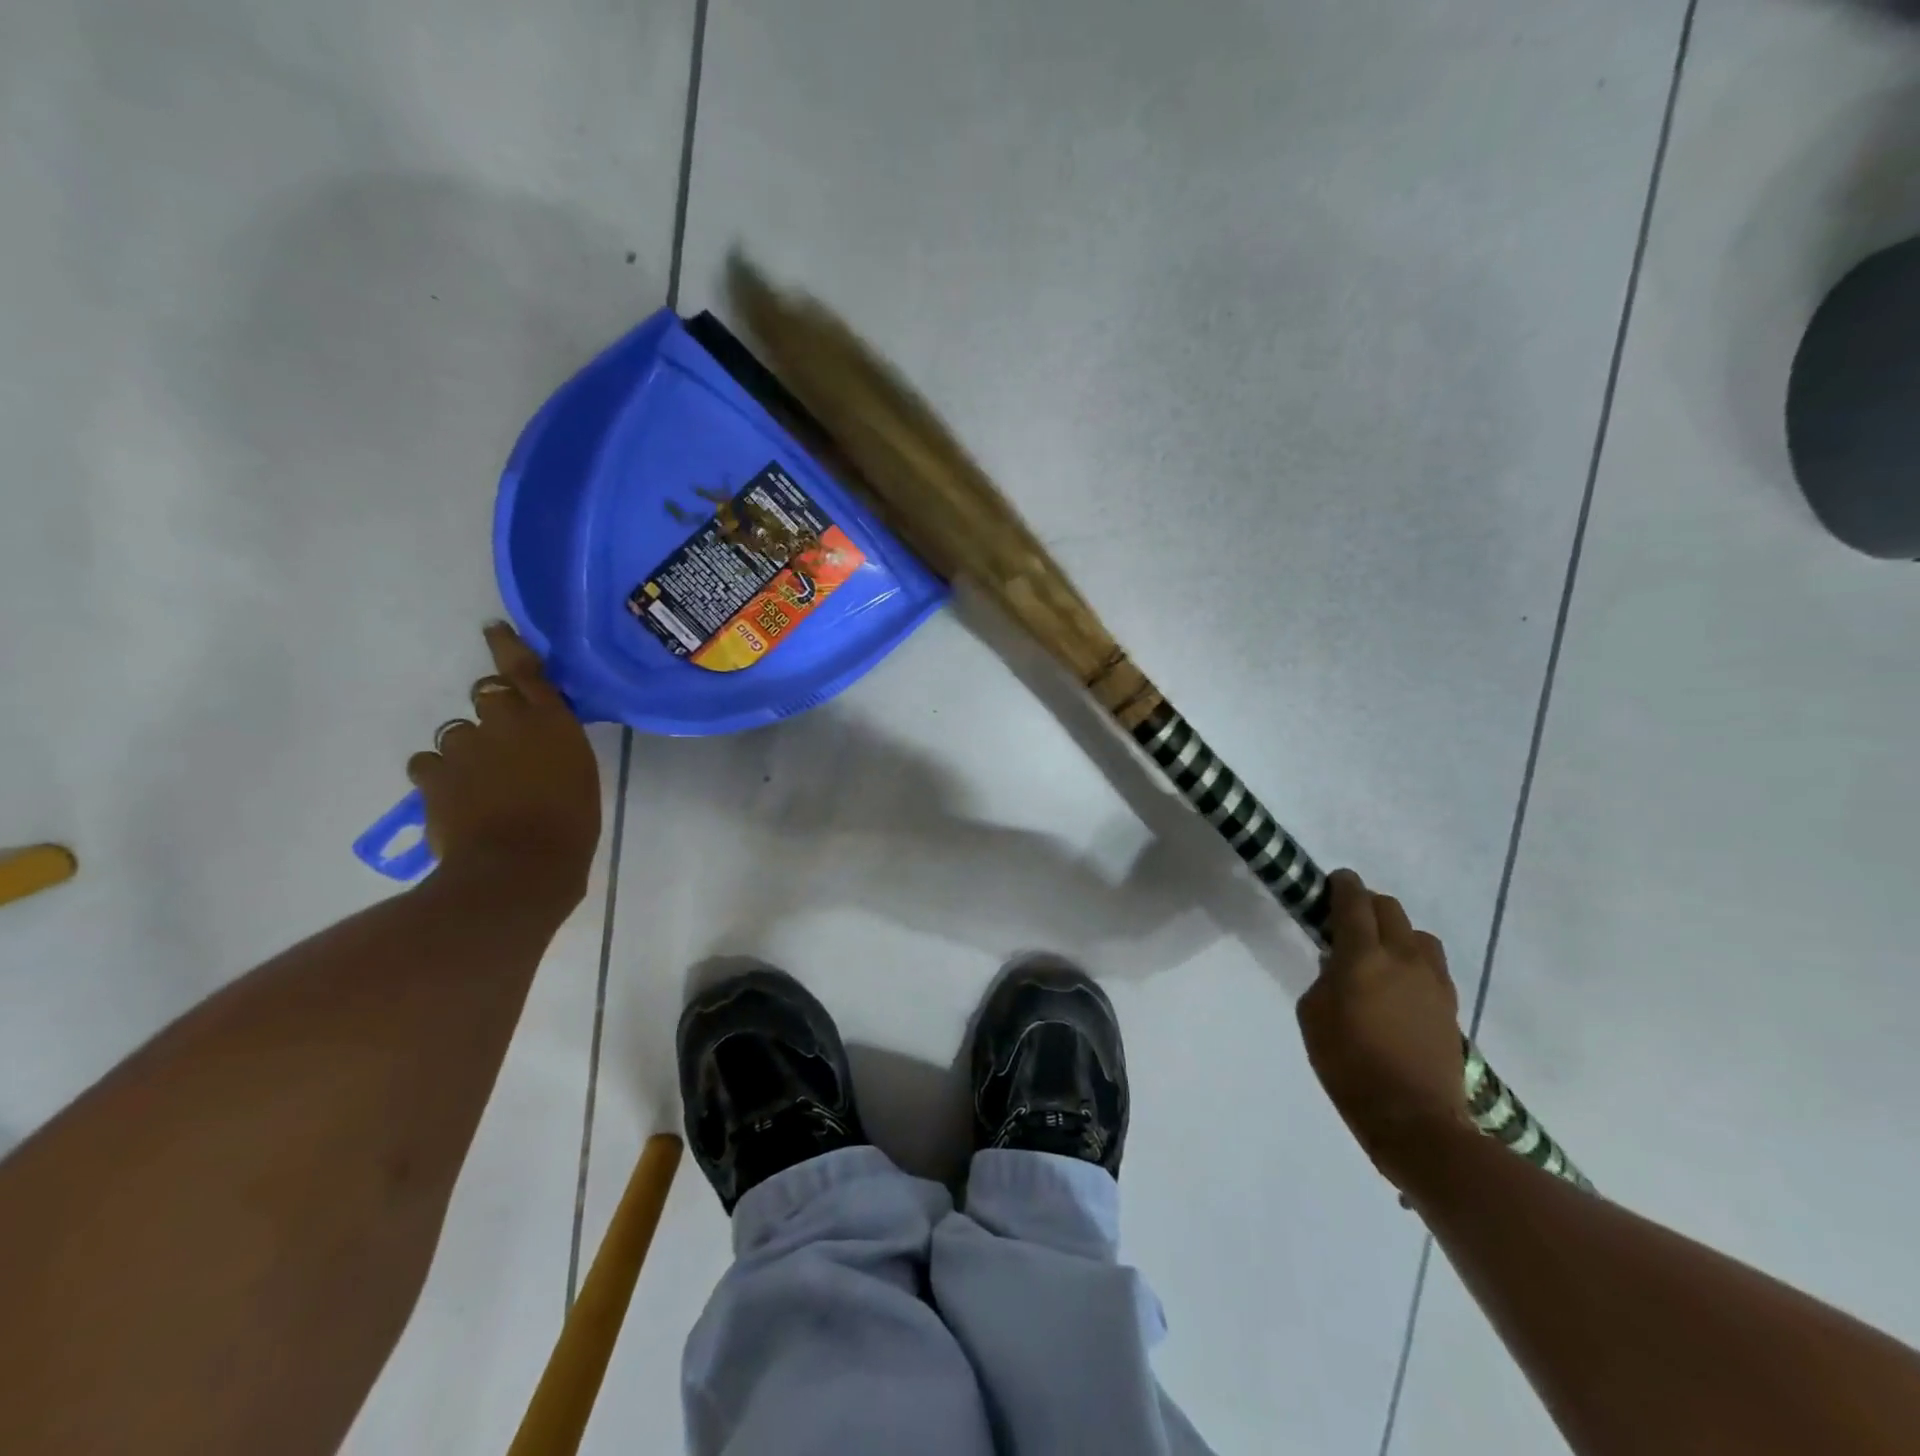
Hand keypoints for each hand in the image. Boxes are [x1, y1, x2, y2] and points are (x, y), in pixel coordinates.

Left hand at [406, 623, 600, 902]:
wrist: (520, 867)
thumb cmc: (571, 825)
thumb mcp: (579, 776)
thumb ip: (556, 749)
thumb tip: (538, 747)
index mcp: (551, 721)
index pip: (525, 671)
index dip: (508, 647)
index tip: (492, 629)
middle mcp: (506, 722)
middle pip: (487, 696)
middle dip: (493, 711)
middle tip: (503, 741)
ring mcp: (465, 747)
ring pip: (456, 733)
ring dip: (466, 748)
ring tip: (479, 781)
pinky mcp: (433, 776)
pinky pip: (428, 764)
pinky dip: (439, 775)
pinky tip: (452, 797)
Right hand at [1297, 869, 1471, 1187]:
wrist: (1413, 1118)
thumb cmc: (1348, 1064)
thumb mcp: (1313, 1014)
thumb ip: (1325, 977)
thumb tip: (1339, 961)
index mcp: (1363, 957)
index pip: (1354, 902)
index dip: (1342, 885)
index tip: (1333, 881)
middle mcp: (1402, 957)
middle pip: (1389, 909)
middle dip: (1367, 904)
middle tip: (1347, 920)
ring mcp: (1433, 980)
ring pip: (1417, 934)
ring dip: (1395, 931)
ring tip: (1378, 952)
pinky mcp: (1450, 1004)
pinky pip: (1431, 963)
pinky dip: (1413, 959)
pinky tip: (1399, 982)